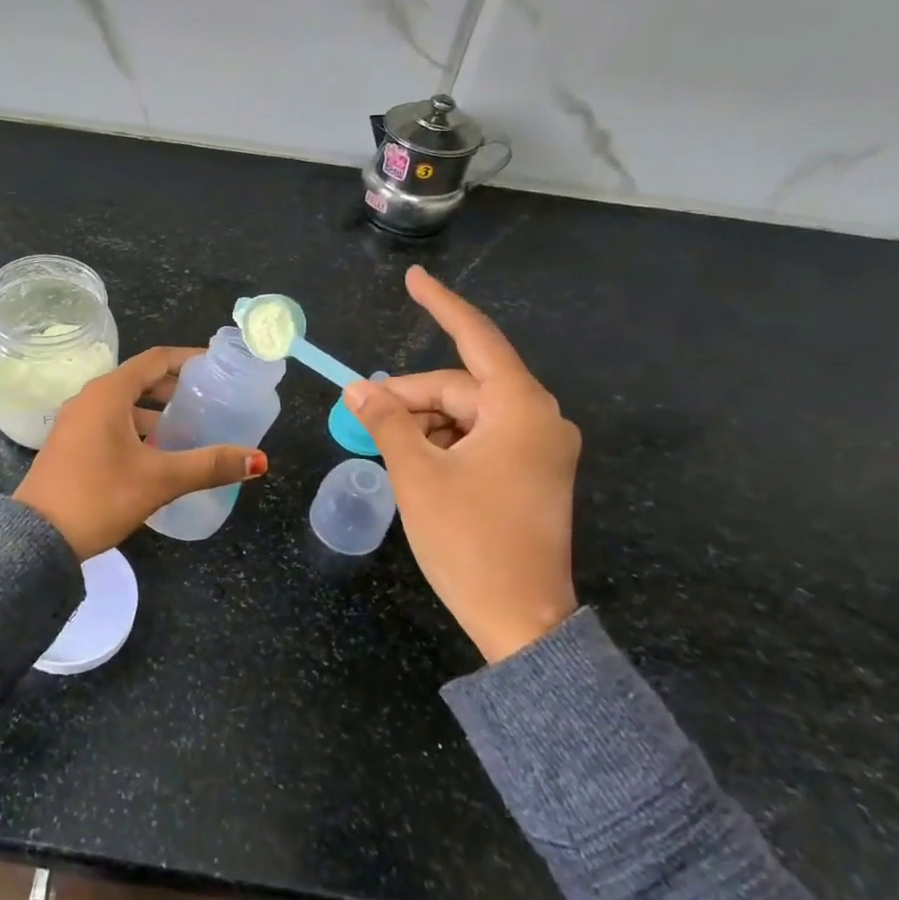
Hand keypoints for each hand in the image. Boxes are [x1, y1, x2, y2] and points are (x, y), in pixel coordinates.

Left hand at [14, 346, 267, 560]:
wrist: (37, 539)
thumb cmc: (99, 497)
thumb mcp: (159, 480)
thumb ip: (209, 465)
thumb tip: (257, 459)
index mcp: (108, 393)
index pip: (156, 360)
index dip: (188, 359)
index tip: (217, 367)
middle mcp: (89, 399)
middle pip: (139, 380)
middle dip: (174, 388)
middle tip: (208, 400)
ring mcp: (75, 422)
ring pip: (124, 405)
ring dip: (155, 412)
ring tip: (188, 429)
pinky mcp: (70, 445)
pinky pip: (110, 423)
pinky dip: (136, 428)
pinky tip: (156, 453)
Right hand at [345, 267, 579, 662]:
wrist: (521, 621)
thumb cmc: (469, 541)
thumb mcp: (417, 475)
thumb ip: (387, 421)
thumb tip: (358, 389)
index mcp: (521, 409)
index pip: (476, 339)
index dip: (441, 306)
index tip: (412, 278)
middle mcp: (539, 419)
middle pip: (462, 387)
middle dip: (411, 397)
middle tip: (362, 414)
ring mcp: (539, 449)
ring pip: (467, 414)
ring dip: (424, 424)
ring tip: (385, 446)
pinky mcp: (532, 474)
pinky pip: (480, 439)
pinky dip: (443, 442)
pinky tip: (414, 463)